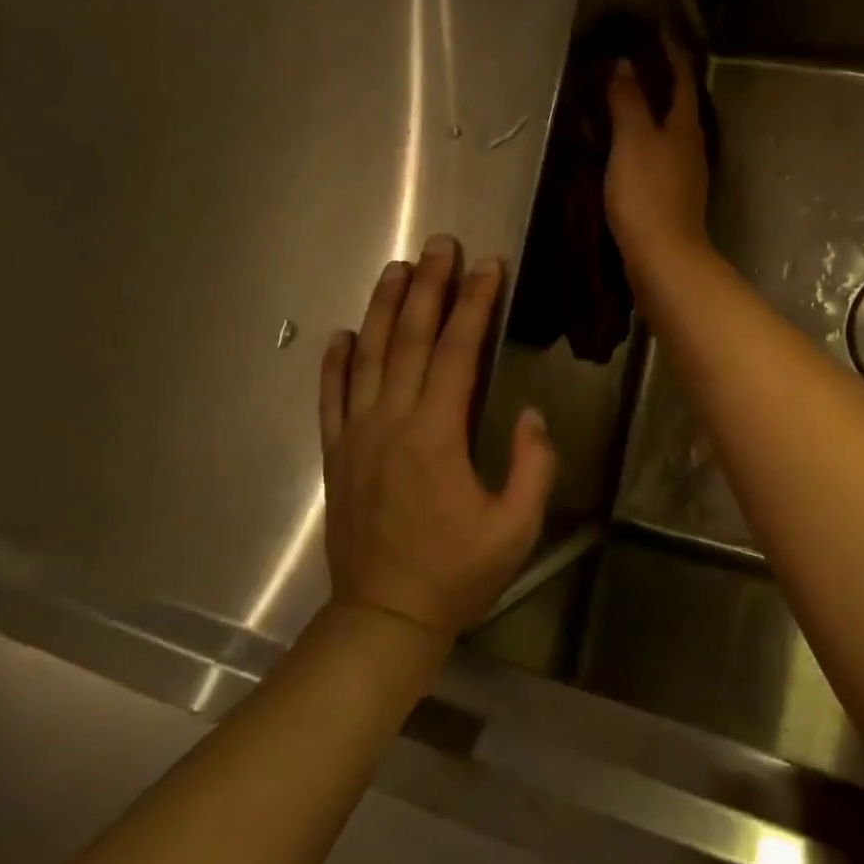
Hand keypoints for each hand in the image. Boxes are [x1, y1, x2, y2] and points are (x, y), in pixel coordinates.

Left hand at [320, 235, 554, 638]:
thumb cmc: (457, 573)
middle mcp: (391, 422)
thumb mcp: (516, 527)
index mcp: (436, 435)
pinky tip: (342, 334)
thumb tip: (528, 414)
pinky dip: (335, 362)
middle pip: (410, 339)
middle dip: (428, 287)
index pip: (458, 352)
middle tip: (440, 245)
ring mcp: (356, 435)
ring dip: (383, 308)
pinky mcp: (336, 454)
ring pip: (368, 356)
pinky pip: (331, 397)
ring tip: (397, 269)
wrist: (385, 618)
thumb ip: (532, 466)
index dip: (474, 304)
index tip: (487, 265)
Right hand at [605, 36, 708, 267]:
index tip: (658, 29)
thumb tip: (625, 64)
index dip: (672, 52)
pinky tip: (627, 147)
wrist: (663, 257)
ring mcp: (685, 174)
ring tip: (628, 99)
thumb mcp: (632, 141)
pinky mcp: (672, 197)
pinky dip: (645, 141)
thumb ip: (628, 102)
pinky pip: (659, 156)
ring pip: (671, 132)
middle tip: (637, 61)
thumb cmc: (646, 193)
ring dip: (653, 112)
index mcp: (685, 127)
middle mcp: (692, 146)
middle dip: (663, 81)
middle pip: (681, 105)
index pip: (683, 79)